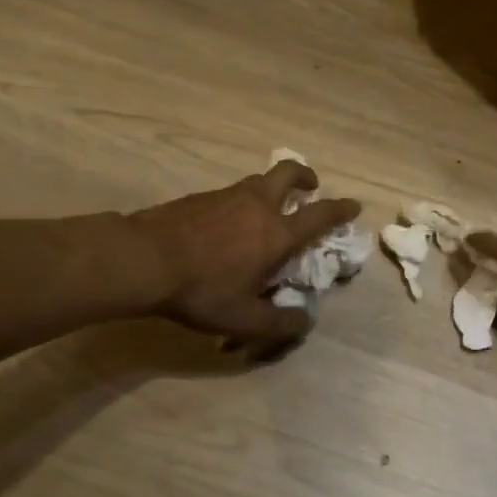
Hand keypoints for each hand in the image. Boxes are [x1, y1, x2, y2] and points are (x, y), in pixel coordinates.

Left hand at [128, 161, 360, 352]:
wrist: (143, 259)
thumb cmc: (201, 290)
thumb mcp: (243, 319)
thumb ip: (279, 324)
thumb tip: (305, 322)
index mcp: (277, 233)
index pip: (320, 215)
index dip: (341, 209)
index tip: (354, 205)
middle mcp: (257, 206)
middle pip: (288, 173)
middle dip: (305, 176)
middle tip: (309, 186)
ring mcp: (227, 196)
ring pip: (258, 181)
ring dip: (271, 187)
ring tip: (267, 208)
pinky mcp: (200, 197)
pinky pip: (232, 192)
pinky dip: (241, 200)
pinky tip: (227, 222)